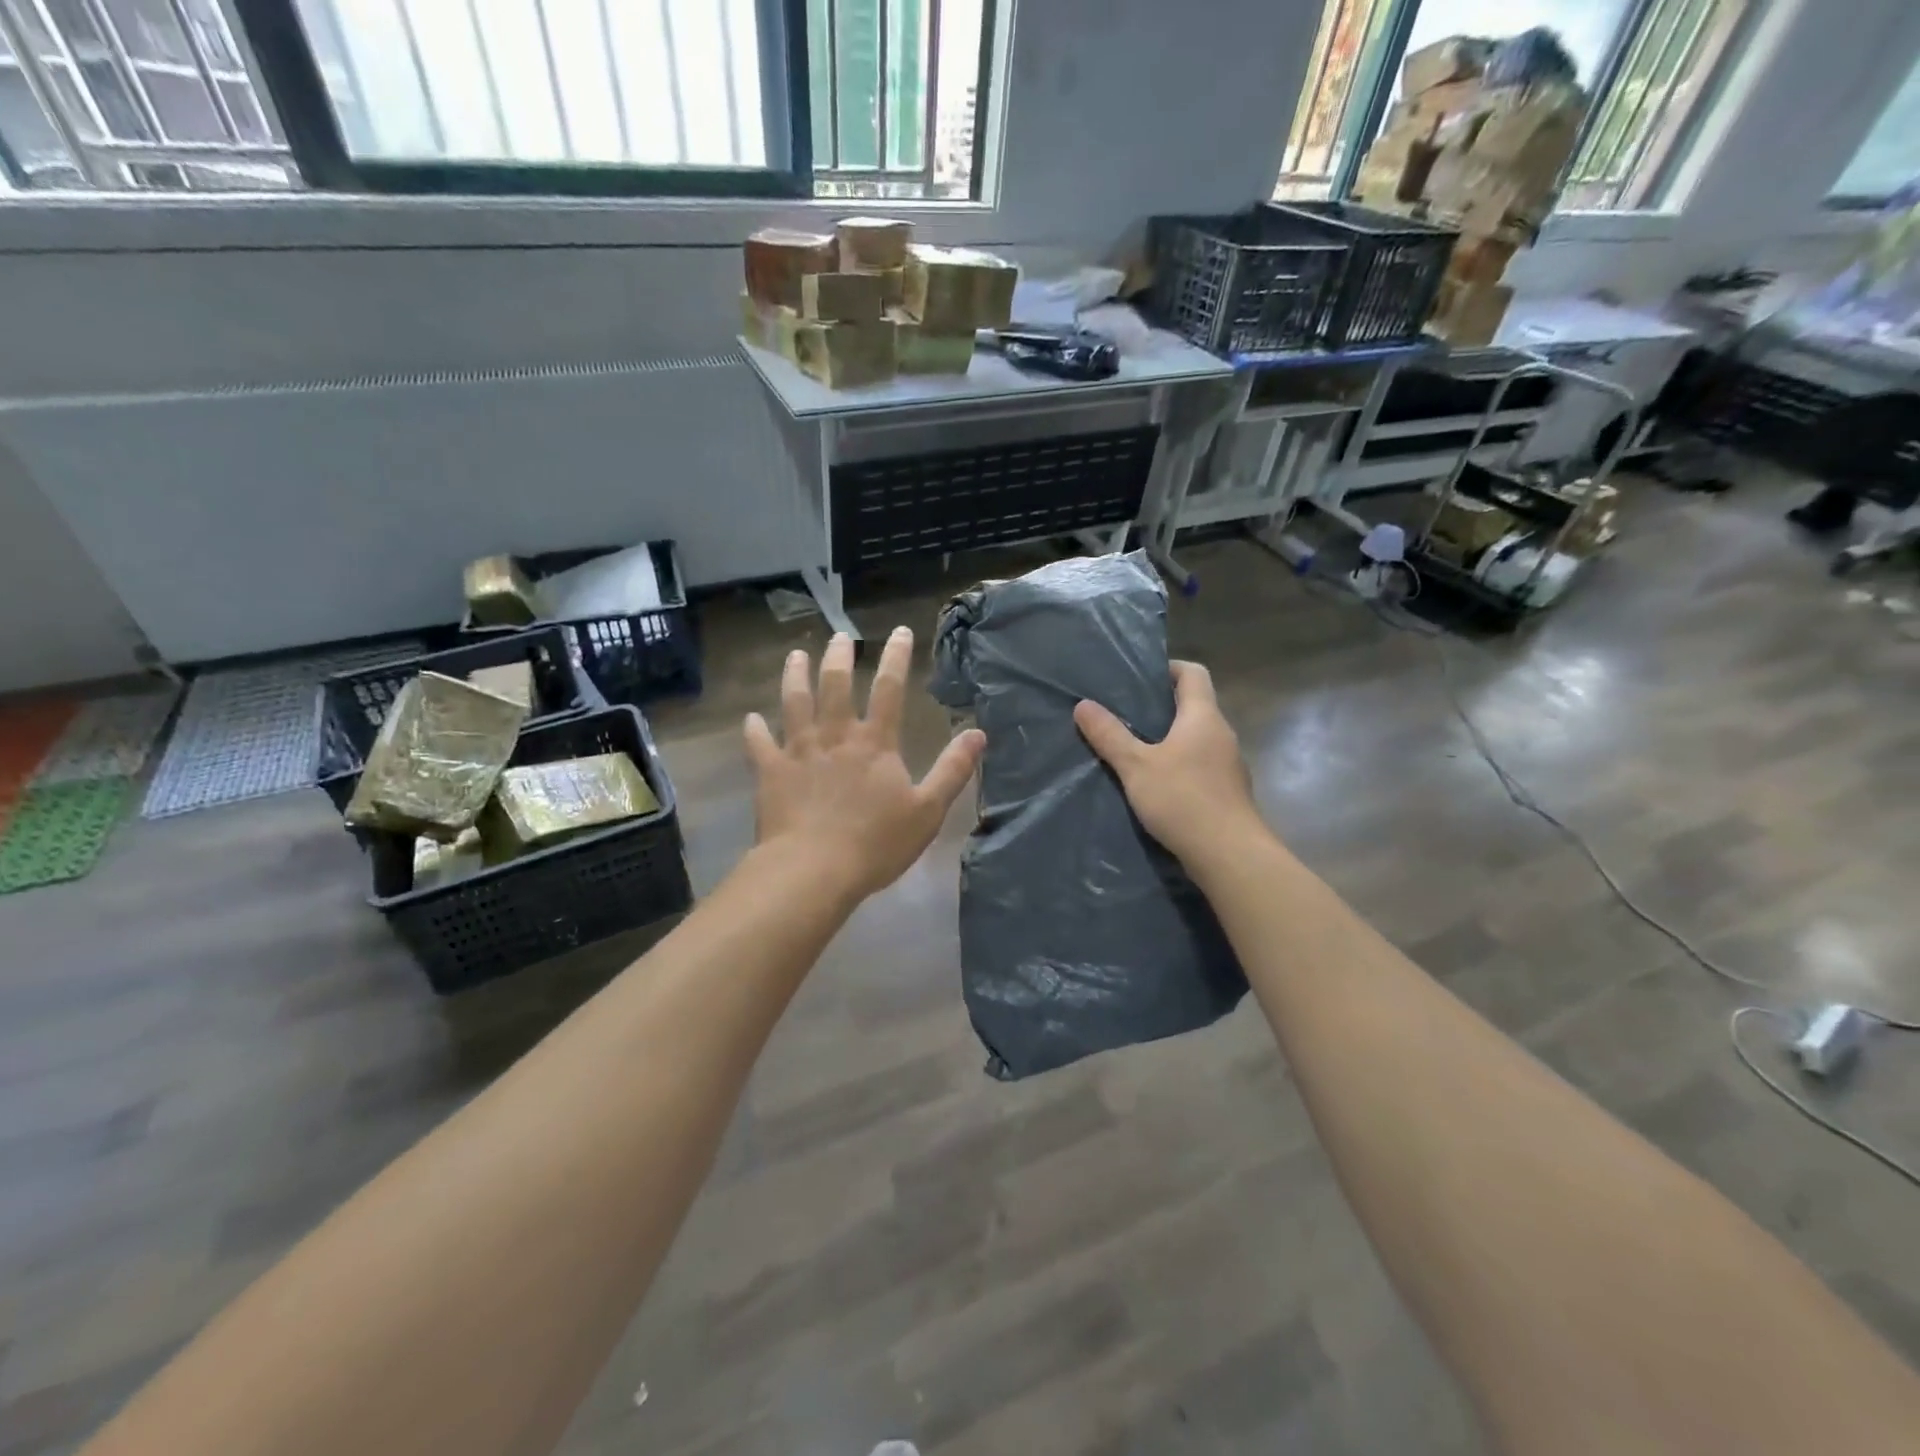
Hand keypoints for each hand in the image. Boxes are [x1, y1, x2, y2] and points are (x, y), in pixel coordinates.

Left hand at [745, 628, 985, 901]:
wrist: (813, 870)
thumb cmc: (875, 843)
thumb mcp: (928, 810)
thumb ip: (952, 770)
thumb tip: (978, 733)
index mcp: (875, 743)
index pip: (889, 689)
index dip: (896, 657)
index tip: (899, 631)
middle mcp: (835, 736)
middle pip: (835, 685)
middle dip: (839, 656)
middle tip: (839, 636)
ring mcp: (799, 751)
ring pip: (795, 702)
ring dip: (795, 676)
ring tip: (795, 656)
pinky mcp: (770, 772)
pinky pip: (759, 744)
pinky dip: (754, 730)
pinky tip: (751, 719)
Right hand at [1072, 660, 1260, 867]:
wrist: (1229, 855)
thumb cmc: (1183, 799)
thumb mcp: (1136, 766)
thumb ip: (1109, 735)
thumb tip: (1083, 705)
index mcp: (1203, 717)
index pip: (1193, 673)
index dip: (1168, 668)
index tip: (1140, 677)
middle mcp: (1222, 734)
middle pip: (1194, 706)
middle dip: (1162, 706)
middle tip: (1125, 712)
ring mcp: (1228, 765)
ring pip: (1197, 738)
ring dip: (1170, 739)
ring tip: (1135, 748)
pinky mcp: (1227, 792)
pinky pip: (1200, 765)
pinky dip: (1179, 765)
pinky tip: (1156, 784)